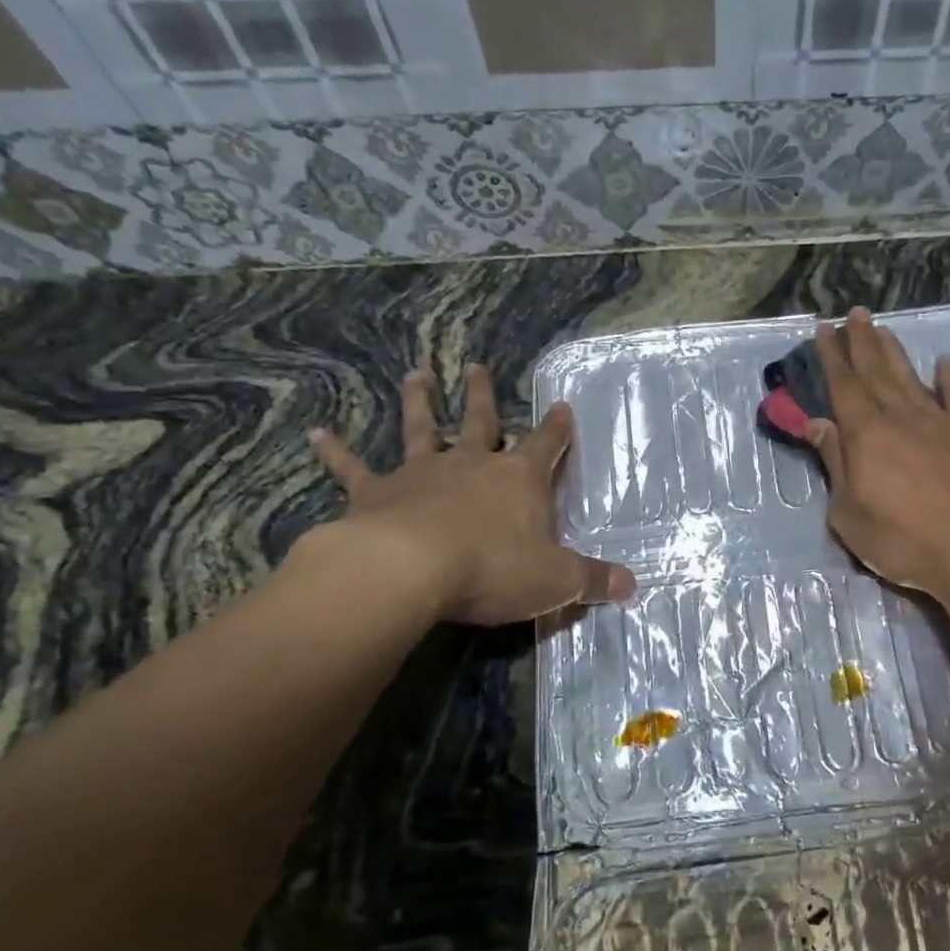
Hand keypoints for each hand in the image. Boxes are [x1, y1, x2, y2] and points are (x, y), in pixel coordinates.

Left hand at [305, 363, 634, 624]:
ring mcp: (421, 474)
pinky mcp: (375, 493)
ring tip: (416, 375)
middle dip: (483, 395)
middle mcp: (471, 464)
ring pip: (421, 428)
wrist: (411, 569)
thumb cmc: (495, 569)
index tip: (562, 406)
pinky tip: (316, 434)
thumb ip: (594, 580)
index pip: (546, 445)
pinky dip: (335, 452)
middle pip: (481, 421)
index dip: (557, 428)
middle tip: (477, 366)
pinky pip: (353, 468)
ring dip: (419, 402)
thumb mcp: (557, 580)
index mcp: (519, 480)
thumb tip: (633, 584)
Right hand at [806, 309, 949, 600]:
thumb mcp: (849, 513)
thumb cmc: (902, 541)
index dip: (832, 356)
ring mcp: (941, 424)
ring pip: (912, 378)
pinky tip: (943, 363)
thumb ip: (835, 464)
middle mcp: (902, 418)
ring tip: (884, 329)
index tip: (824, 328)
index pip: (844, 386)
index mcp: (866, 435)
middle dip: (862, 342)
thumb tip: (819, 425)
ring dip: (895, 353)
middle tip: (854, 314)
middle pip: (877, 372)